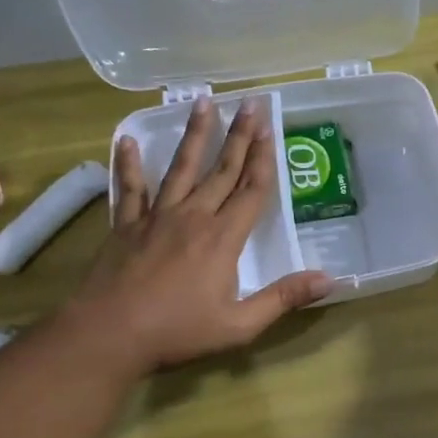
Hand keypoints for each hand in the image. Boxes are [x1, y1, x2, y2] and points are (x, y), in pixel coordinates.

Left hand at [64, 99, 331, 373]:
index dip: (263, 159)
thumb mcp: (240, 324)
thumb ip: (283, 299)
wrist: (108, 335)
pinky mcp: (125, 226)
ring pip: (180, 168)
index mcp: (223, 238)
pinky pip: (129, 188)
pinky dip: (128, 164)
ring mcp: (156, 217)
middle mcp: (193, 217)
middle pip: (222, 170)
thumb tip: (329, 280)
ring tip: (202, 102)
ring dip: (194, 135)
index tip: (269, 128)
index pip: (251, 190)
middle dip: (239, 136)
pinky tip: (127, 140)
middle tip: (249, 103)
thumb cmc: (178, 331)